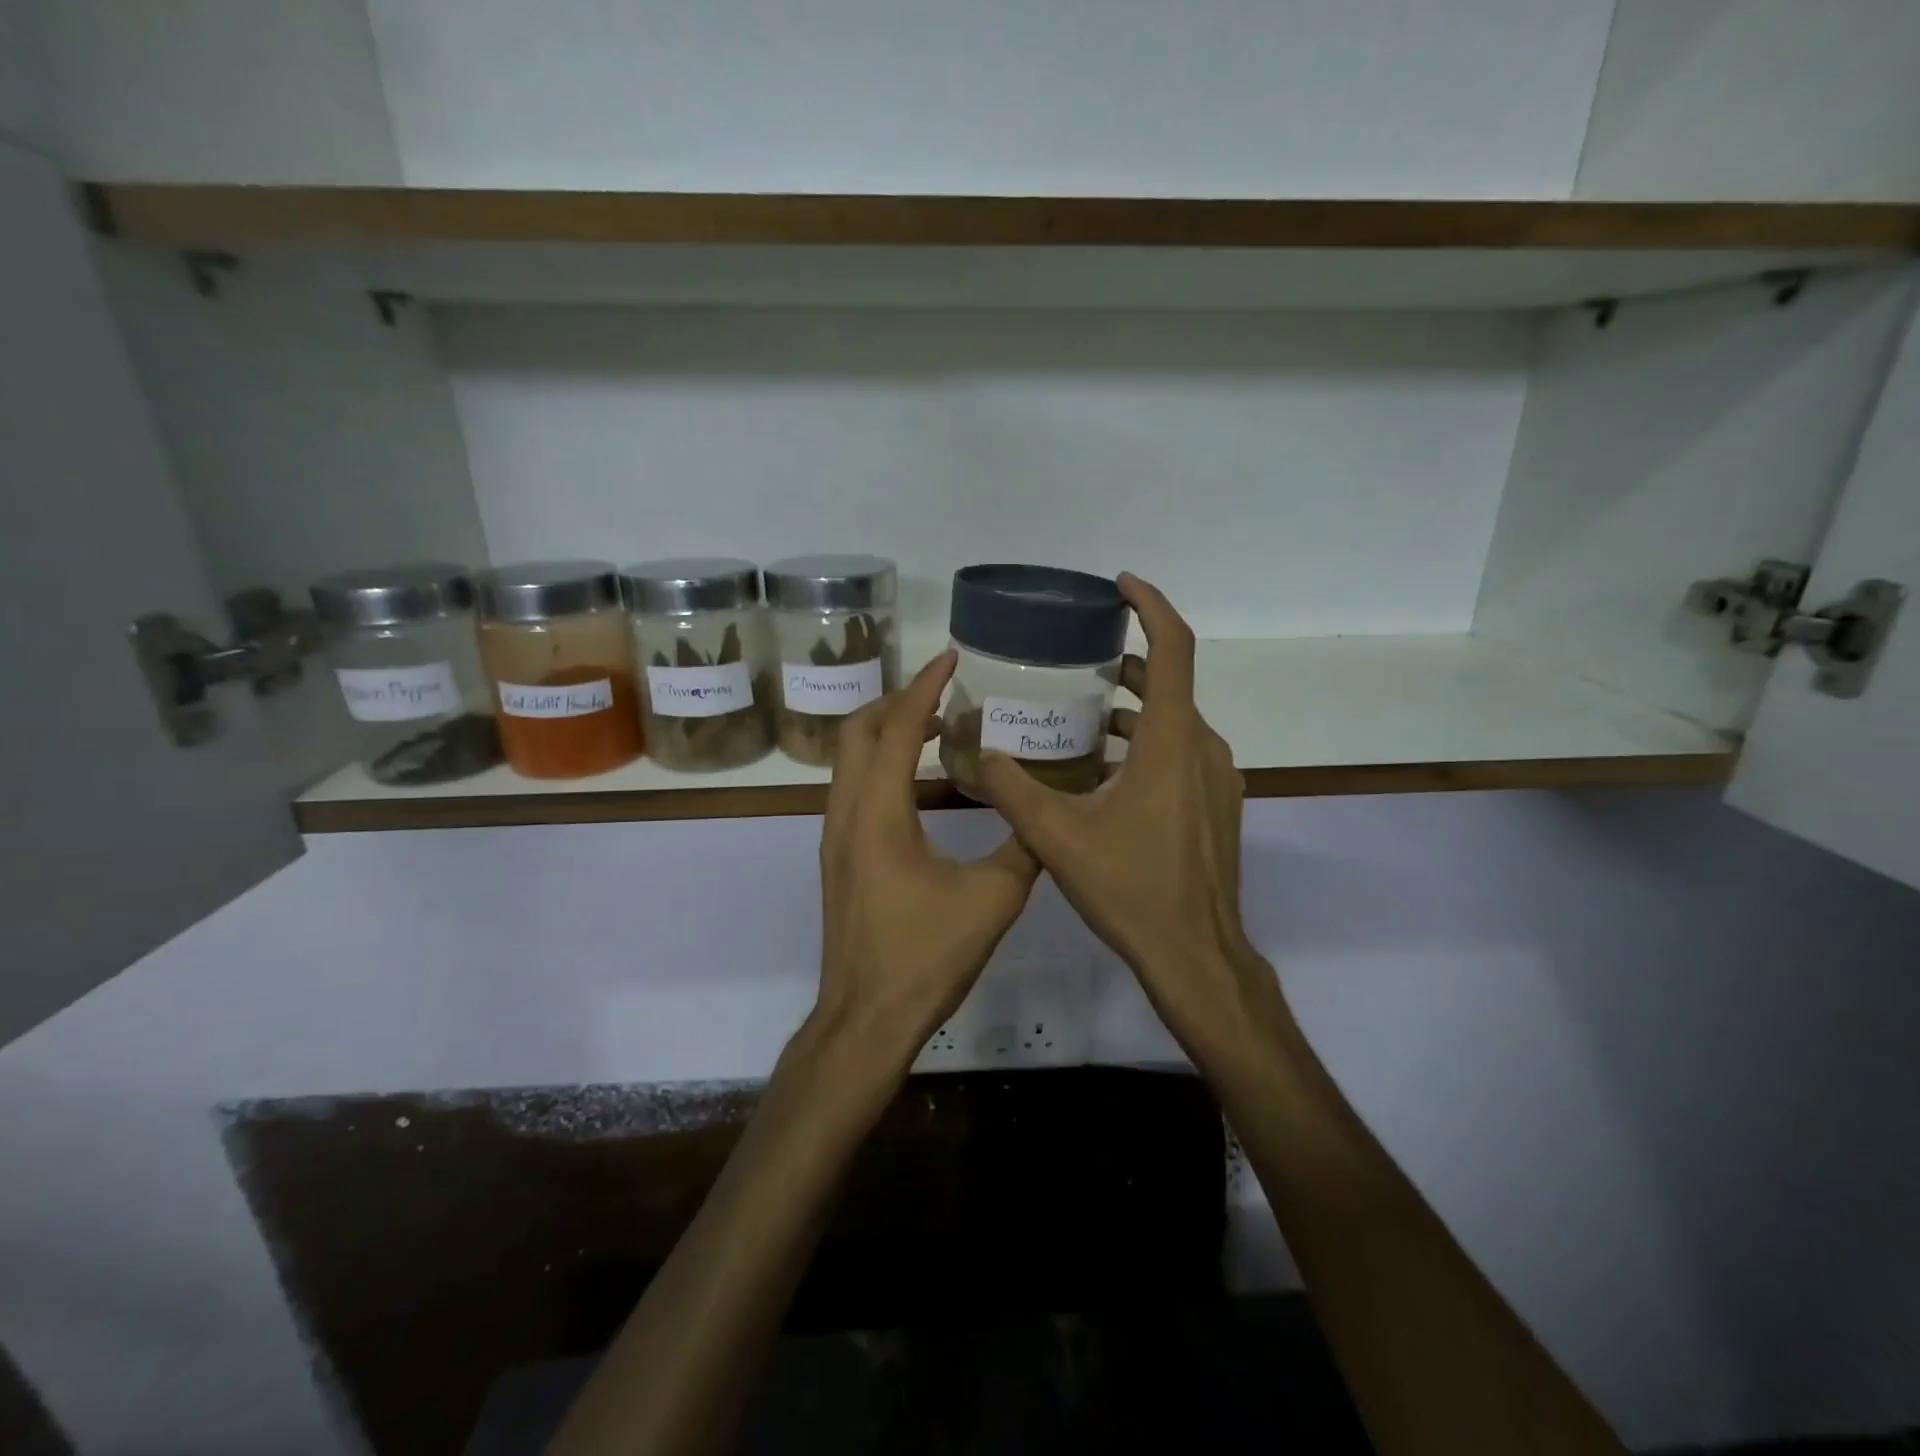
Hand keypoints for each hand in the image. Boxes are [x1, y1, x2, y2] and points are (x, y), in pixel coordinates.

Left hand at [811, 650, 1040, 1073]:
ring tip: (934, 724)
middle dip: (896, 700)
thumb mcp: (993, 898)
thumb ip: (1024, 845)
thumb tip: (1048, 809)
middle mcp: (846, 813)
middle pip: (856, 731)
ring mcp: (835, 836)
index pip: (896, 728)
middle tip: (942, 690)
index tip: (951, 657)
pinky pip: (853, 787)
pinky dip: (880, 763)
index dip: (924, 686)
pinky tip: (917, 780)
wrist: (866, 1018)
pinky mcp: (838, 857)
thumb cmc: (926, 956)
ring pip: (849, 760)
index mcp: (878, 812)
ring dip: (885, 731)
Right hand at [978, 575, 1283, 1047]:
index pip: (1172, 649)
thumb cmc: (1130, 888)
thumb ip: (1012, 789)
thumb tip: (980, 753)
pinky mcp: (1217, 806)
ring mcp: (1218, 779)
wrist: (1196, 955)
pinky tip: (1106, 773)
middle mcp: (1204, 749)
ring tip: (1082, 716)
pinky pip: (1183, 754)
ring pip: (1176, 723)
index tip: (1120, 585)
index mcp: (1173, 741)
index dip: (1150, 606)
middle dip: (1126, 665)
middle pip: (1170, 684)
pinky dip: (1148, 744)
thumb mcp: (1057, 836)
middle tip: (1078, 661)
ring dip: (1134, 711)